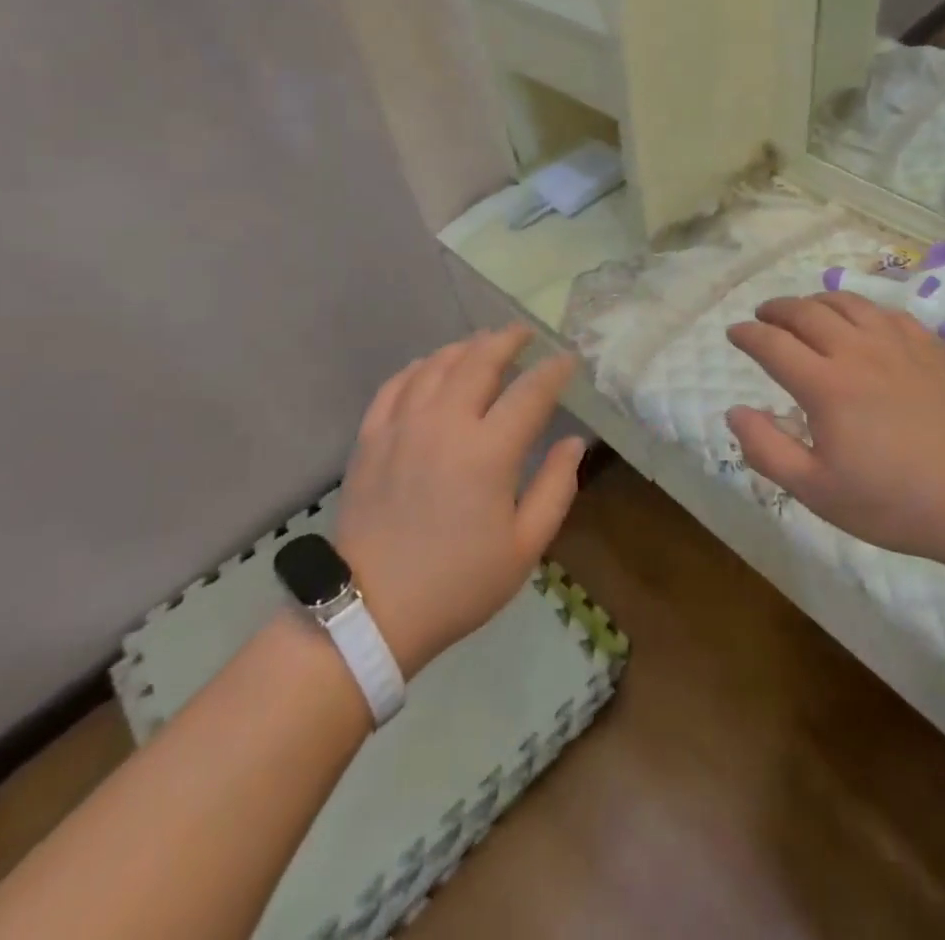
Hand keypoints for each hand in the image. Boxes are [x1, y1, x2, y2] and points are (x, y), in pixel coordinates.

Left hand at [334, 327, 583, 679]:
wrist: (372, 611)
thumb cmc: (458, 583)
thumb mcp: (524, 547)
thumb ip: (556, 488)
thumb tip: (573, 442)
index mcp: (488, 452)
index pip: (530, 392)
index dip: (554, 370)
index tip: (568, 359)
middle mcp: (445, 424)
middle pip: (480, 361)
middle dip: (508, 340)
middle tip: (525, 333)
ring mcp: (402, 425)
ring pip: (437, 365)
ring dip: (465, 347)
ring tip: (483, 343)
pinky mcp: (371, 436)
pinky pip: (397, 384)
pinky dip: (419, 367)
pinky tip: (430, 366)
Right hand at [724, 293, 944, 570]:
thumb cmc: (894, 502)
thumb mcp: (817, 491)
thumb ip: (767, 450)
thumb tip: (734, 412)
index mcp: (825, 385)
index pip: (772, 343)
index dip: (747, 334)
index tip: (733, 332)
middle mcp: (857, 351)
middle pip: (805, 312)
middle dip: (776, 309)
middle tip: (762, 316)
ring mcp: (897, 345)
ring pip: (847, 303)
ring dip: (816, 301)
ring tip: (805, 310)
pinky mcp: (930, 349)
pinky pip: (887, 312)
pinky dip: (862, 309)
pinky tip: (861, 321)